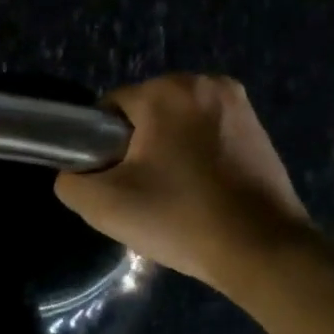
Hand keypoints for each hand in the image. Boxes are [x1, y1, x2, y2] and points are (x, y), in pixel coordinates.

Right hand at [54, 74, 312, 292]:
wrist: (263, 250)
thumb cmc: (180, 219)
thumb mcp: (104, 206)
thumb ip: (70, 181)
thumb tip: (76, 172)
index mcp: (166, 91)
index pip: (110, 110)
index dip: (102, 147)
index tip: (115, 183)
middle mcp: (205, 83)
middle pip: (146, 113)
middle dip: (138, 147)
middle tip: (143, 194)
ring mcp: (238, 104)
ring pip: (178, 124)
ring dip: (169, 151)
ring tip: (175, 196)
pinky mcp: (259, 127)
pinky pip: (208, 134)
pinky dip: (198, 156)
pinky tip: (203, 191)